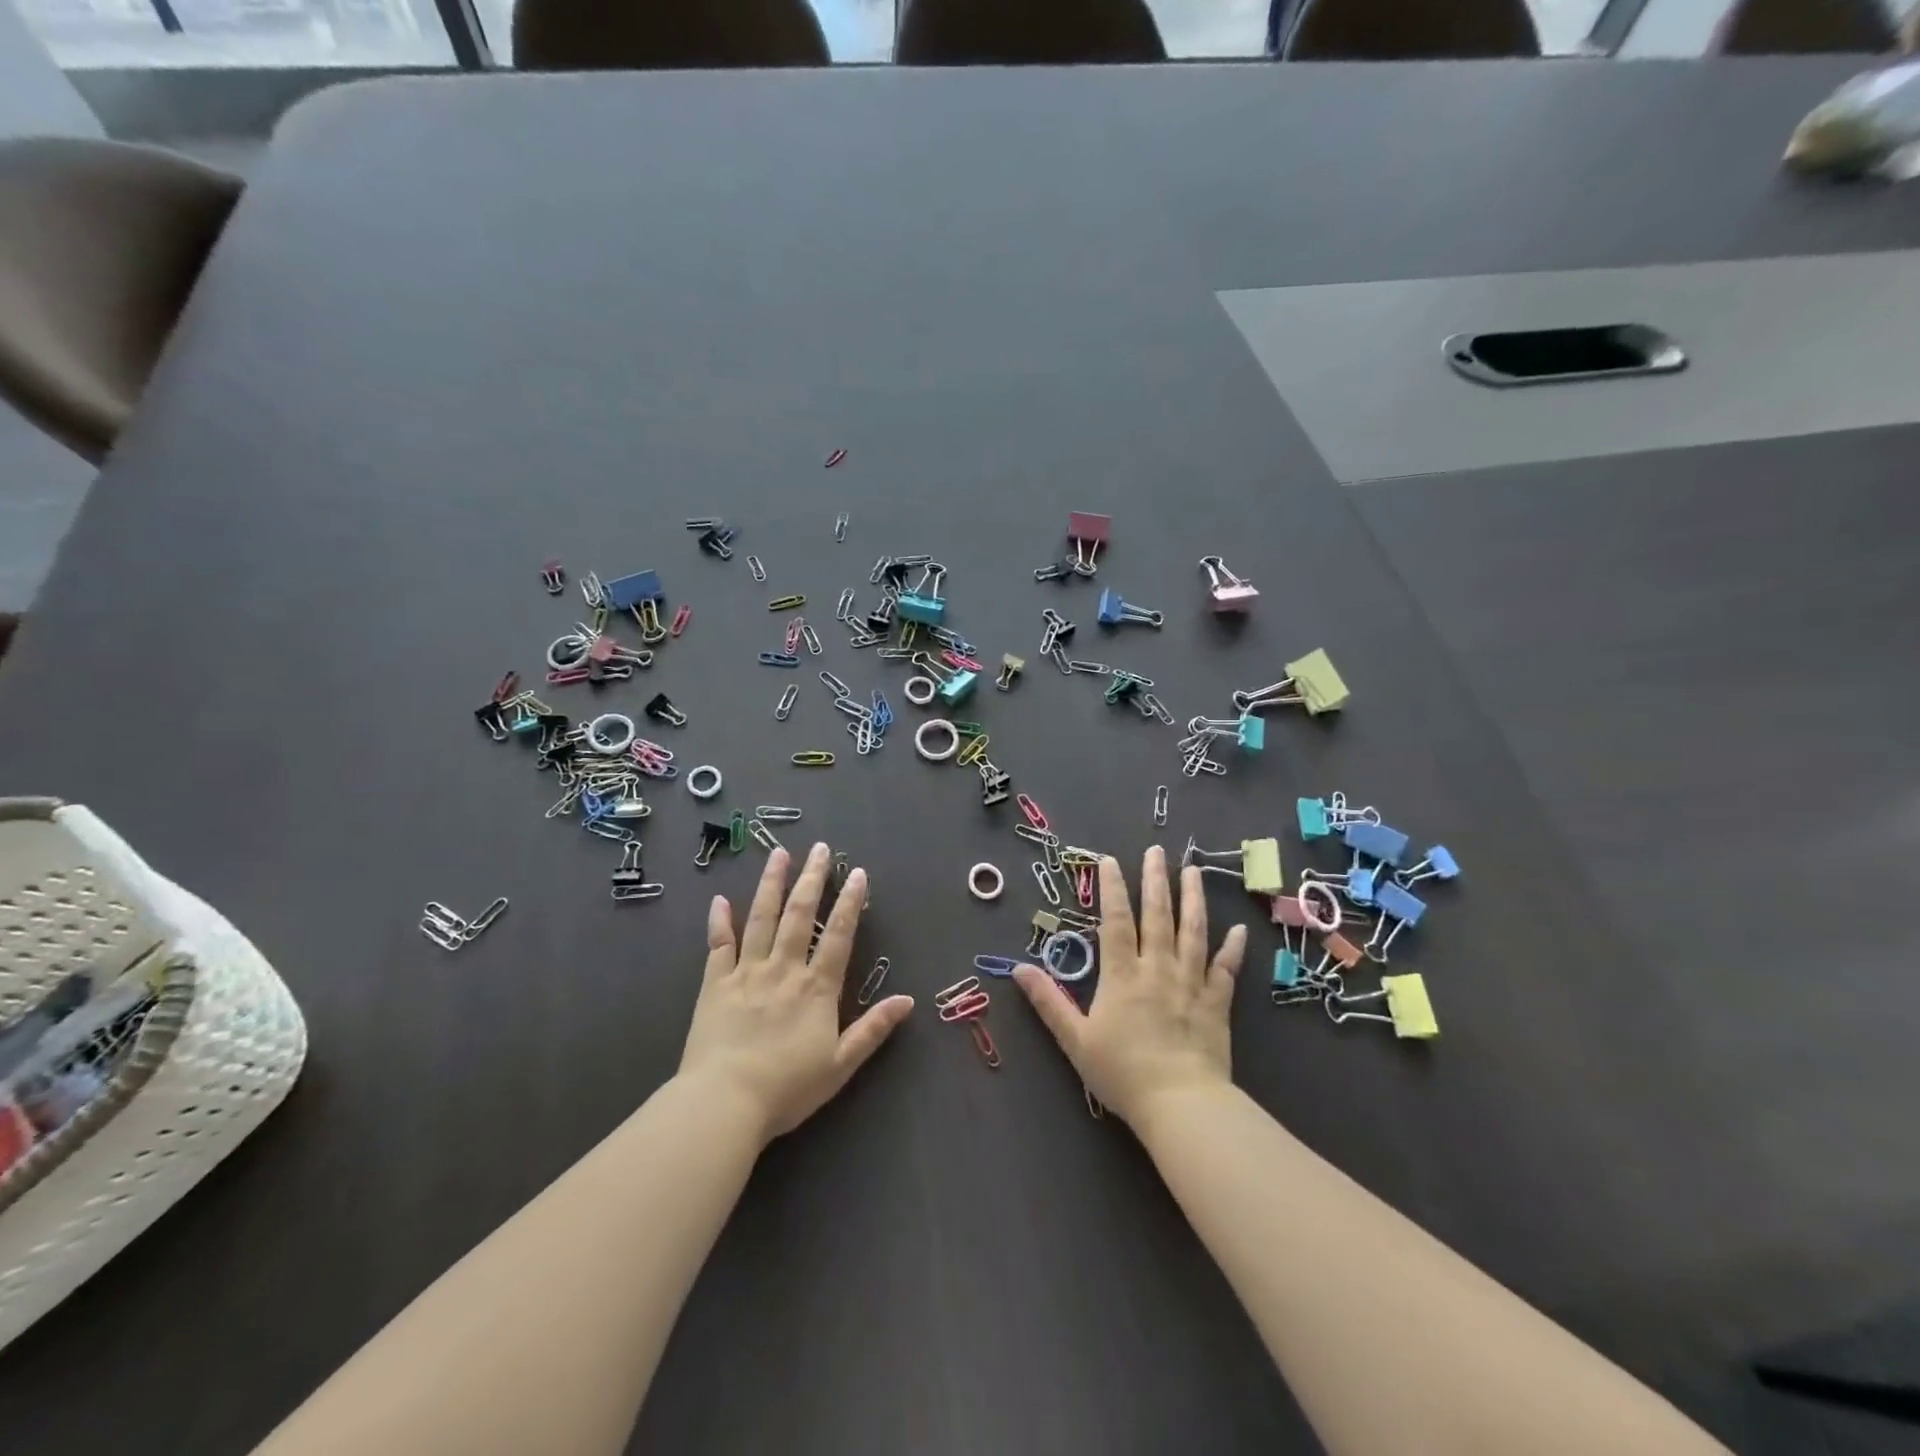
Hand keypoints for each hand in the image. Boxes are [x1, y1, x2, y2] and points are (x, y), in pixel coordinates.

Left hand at [679, 843, 913, 1144]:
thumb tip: (908, 1001)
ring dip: (772, 884)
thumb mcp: (841, 1065)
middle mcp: (784, 969)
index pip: (839, 935)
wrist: (724, 1103)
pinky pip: (719, 946)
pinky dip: (719, 921)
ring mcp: (747, 973)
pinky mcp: (715, 985)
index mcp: (817, 988)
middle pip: (800, 915)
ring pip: (762, 919)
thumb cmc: (787, 1088)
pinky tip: (720, 899)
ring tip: (779, 854)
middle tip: (819, 848)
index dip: (850, 902)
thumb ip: (873, 1029)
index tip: (856, 872)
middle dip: (812, 879)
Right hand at [1014, 846, 1245, 1127]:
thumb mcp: (1075, 1039)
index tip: (1109, 859)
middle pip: (1158, 916)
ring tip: (1194, 870)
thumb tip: (1019, 969)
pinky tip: (1239, 930)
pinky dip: (1232, 949)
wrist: (1180, 1105)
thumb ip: (1049, 1002)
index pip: (1115, 921)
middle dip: (1156, 880)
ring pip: (1193, 932)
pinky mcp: (1216, 1004)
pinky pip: (1226, 970)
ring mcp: (1191, 983)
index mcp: (1122, 975)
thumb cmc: (1122, 1073)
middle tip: (1157, 850)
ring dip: (1194, 899)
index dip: (1112, 888)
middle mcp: (1158, 969)